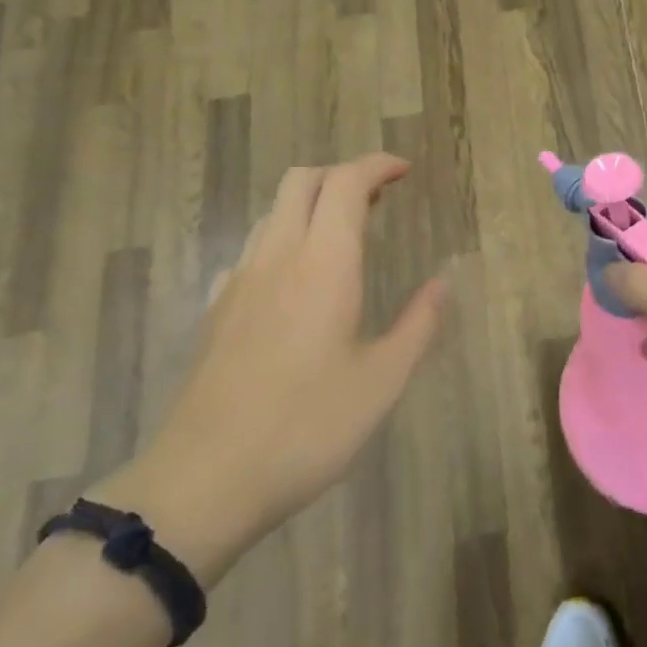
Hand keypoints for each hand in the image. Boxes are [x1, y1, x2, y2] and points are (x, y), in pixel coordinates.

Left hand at [93, 155, 447, 584]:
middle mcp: (277, 258)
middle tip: (377, 198)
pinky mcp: (216, 311)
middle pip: (301, 181)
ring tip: (344, 234)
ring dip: (311, 204)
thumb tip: (442, 285)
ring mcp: (239, 283)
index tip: (404, 171)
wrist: (203, 481)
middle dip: (341, 174)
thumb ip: (417, 325)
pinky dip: (281, 240)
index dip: (376, 165)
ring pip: (272, 213)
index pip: (346, 183)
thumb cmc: (306, 427)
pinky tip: (295, 281)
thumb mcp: (381, 382)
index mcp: (323, 264)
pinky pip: (251, 251)